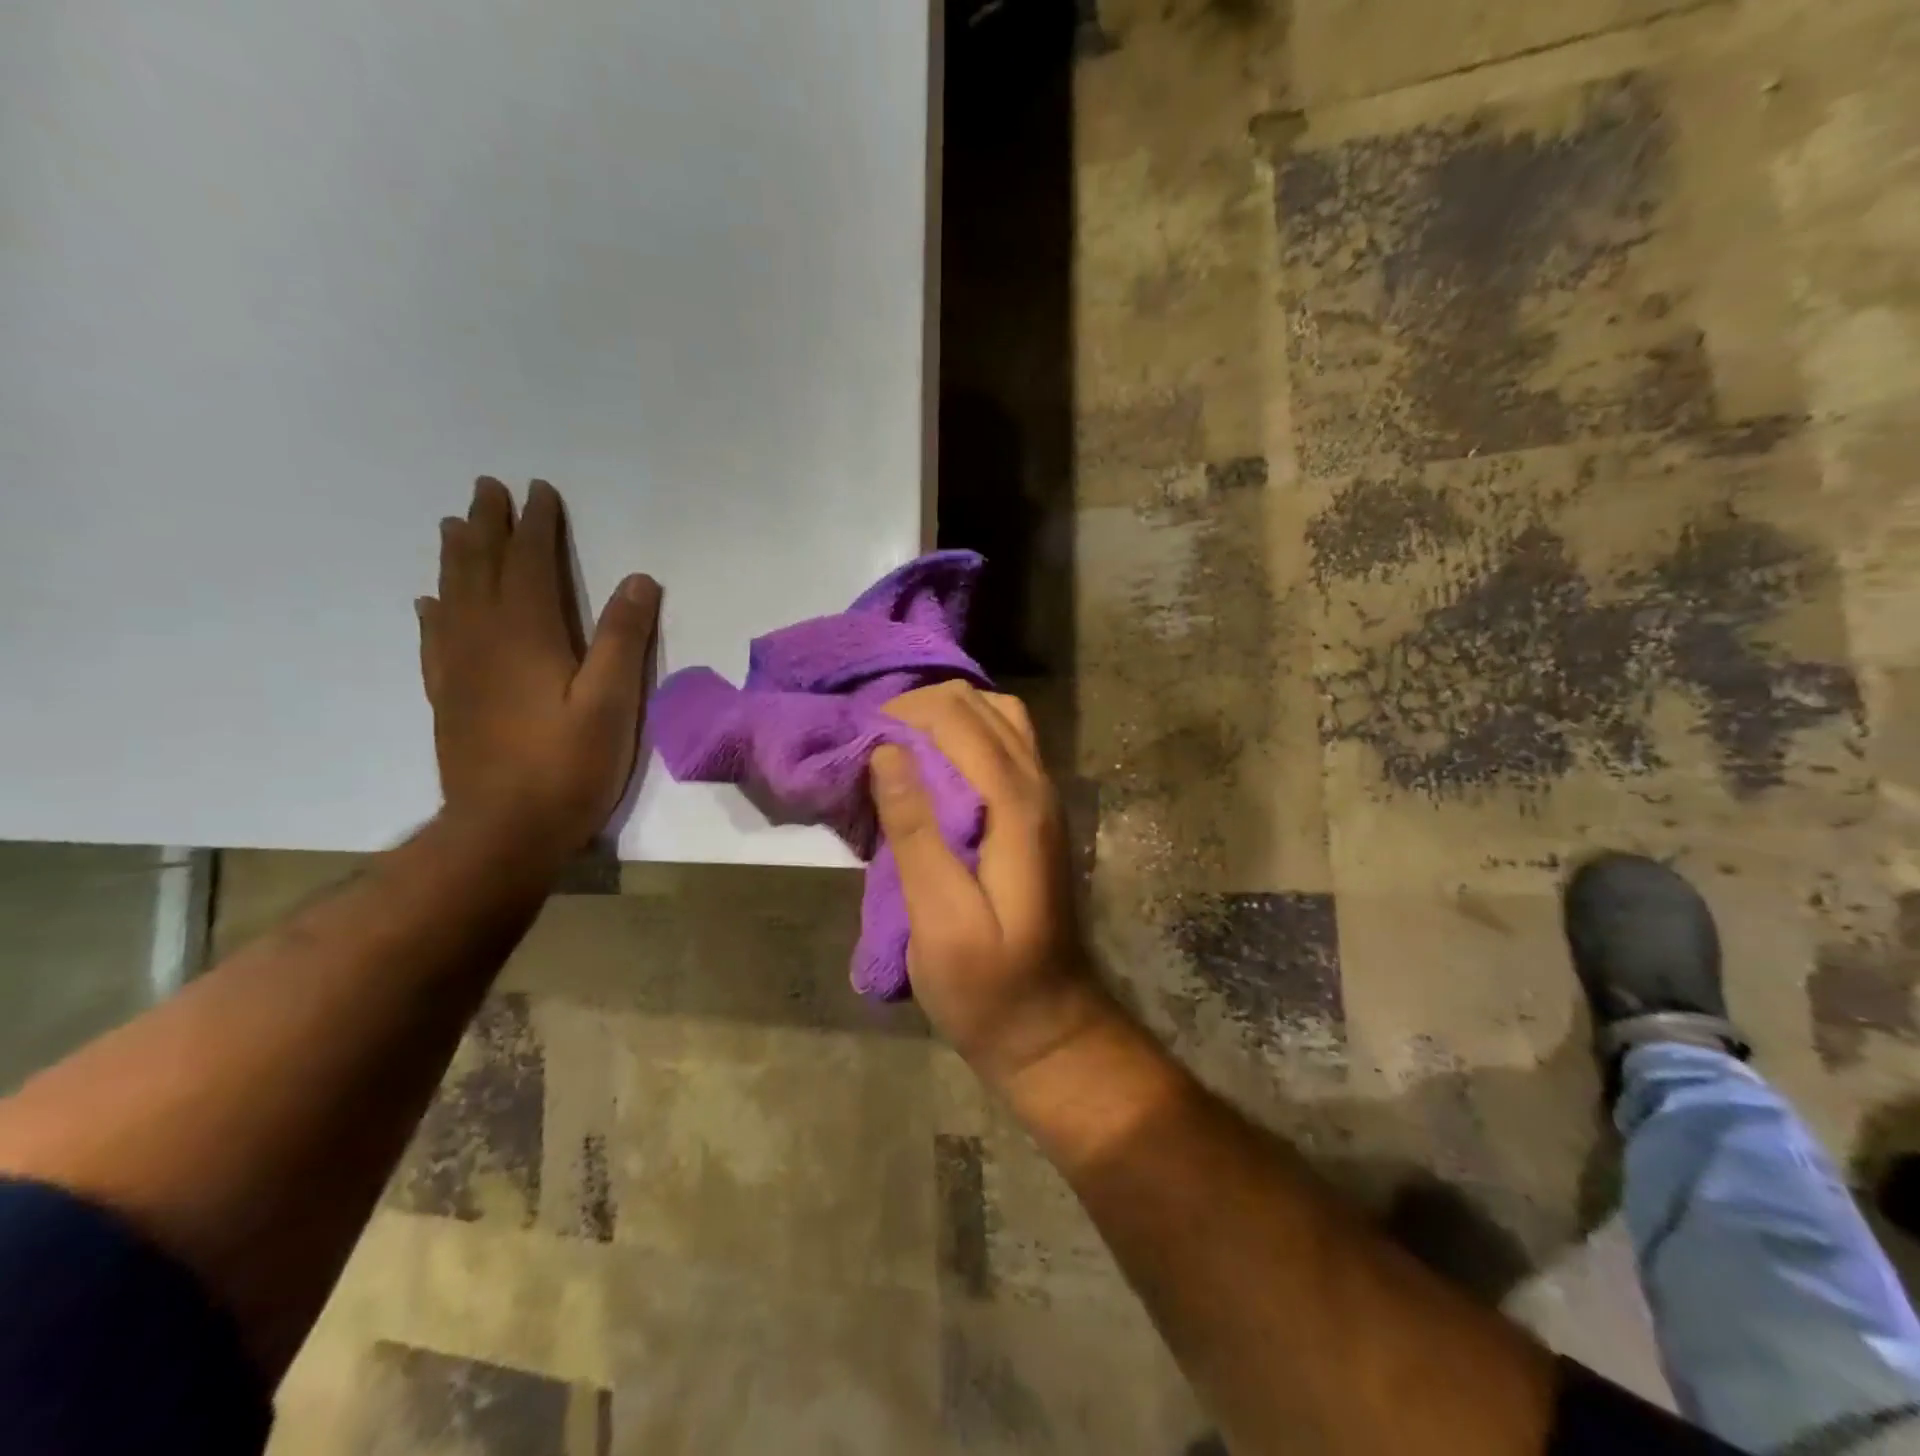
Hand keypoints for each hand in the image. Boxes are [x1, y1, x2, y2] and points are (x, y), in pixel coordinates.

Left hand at [417, 478, 659, 854]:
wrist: (503, 831)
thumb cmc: (568, 766)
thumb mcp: (612, 702)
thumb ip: (622, 638)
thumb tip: (638, 579)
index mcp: (527, 636)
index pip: (529, 565)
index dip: (536, 526)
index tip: (539, 491)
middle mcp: (484, 641)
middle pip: (480, 570)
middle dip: (486, 527)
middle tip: (486, 489)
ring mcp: (460, 670)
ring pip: (452, 597)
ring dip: (456, 557)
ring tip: (453, 525)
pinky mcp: (449, 699)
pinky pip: (435, 640)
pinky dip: (434, 611)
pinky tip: (430, 602)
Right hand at [873, 683, 1105, 1086]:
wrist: (1049, 1026)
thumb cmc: (988, 986)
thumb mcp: (940, 920)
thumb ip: (915, 831)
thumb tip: (886, 752)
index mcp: (1015, 804)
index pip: (957, 717)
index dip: (901, 715)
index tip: (856, 744)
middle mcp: (1037, 784)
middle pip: (978, 704)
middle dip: (918, 710)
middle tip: (869, 747)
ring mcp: (1043, 796)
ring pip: (996, 717)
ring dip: (942, 719)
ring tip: (895, 751)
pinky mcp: (1035, 812)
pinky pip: (1002, 744)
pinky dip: (962, 736)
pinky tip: (929, 770)